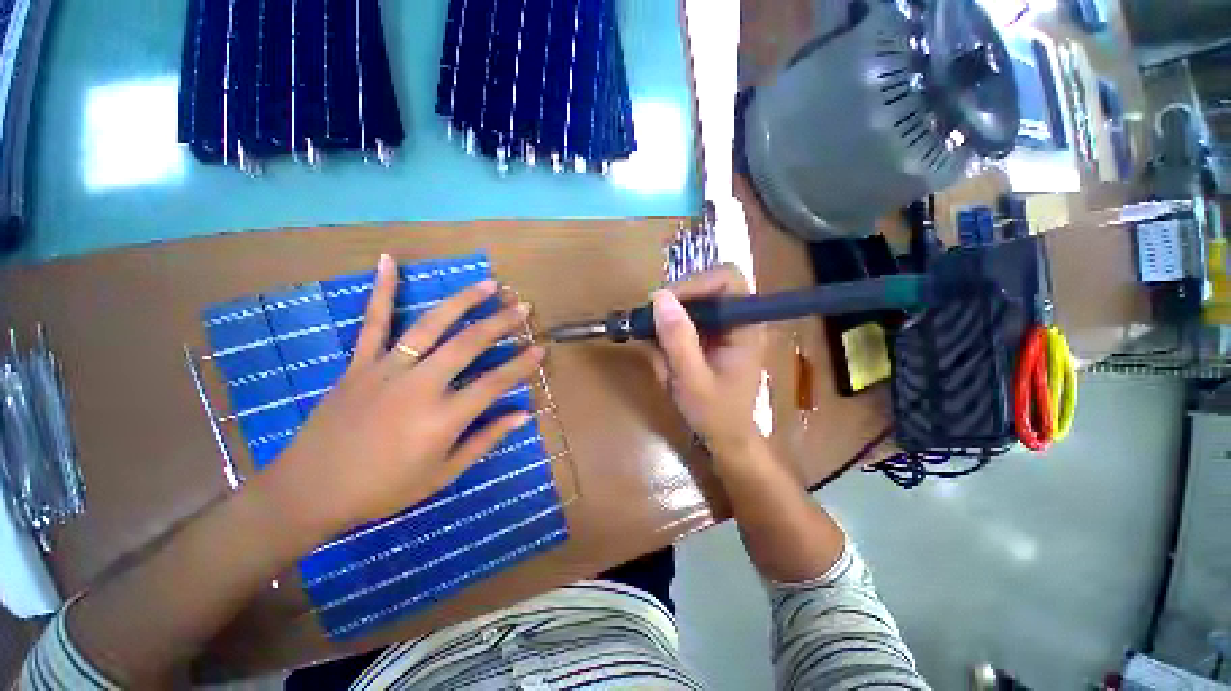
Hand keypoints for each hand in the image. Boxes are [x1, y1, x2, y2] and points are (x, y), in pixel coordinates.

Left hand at [261, 254, 543, 536]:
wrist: (310, 491)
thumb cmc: (384, 489)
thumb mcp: (443, 474)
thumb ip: (485, 440)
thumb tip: (523, 415)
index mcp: (442, 418)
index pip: (495, 383)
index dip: (522, 364)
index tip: (540, 347)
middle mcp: (420, 386)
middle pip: (468, 345)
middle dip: (500, 323)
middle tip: (521, 305)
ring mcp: (387, 369)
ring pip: (431, 325)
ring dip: (462, 301)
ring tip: (487, 284)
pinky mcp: (359, 364)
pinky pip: (373, 322)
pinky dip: (381, 290)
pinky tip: (388, 260)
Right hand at [650, 264, 766, 458]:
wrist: (727, 437)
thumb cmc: (716, 414)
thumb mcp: (692, 379)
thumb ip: (678, 339)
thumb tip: (659, 297)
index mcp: (745, 326)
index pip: (727, 279)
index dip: (694, 283)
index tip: (664, 303)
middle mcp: (739, 319)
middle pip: (708, 284)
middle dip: (677, 300)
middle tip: (652, 320)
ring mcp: (725, 326)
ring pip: (694, 299)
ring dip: (670, 315)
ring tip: (655, 340)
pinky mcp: (712, 334)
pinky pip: (688, 316)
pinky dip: (669, 328)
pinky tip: (661, 349)